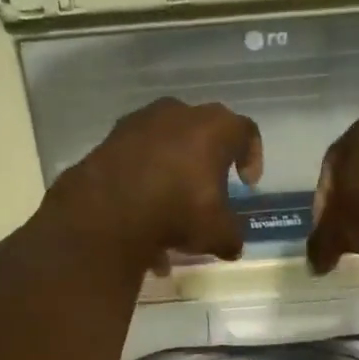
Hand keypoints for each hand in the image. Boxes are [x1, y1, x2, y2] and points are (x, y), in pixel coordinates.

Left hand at [48, 97, 263, 273]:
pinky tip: (141, 220)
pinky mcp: (110, 139)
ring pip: (166, 148)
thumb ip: (231, 236)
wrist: (107, 211)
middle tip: (208, 194)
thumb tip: (232, 245)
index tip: (246, 184)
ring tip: (169, 218)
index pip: (245, 132)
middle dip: (207, 165)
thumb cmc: (177, 211)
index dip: (252, 157)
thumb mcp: (217, 233)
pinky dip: (143, 183)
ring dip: (172, 177)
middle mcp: (178, 114)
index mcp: (214, 128)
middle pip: (203, 135)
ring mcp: (140, 122)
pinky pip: (137, 159)